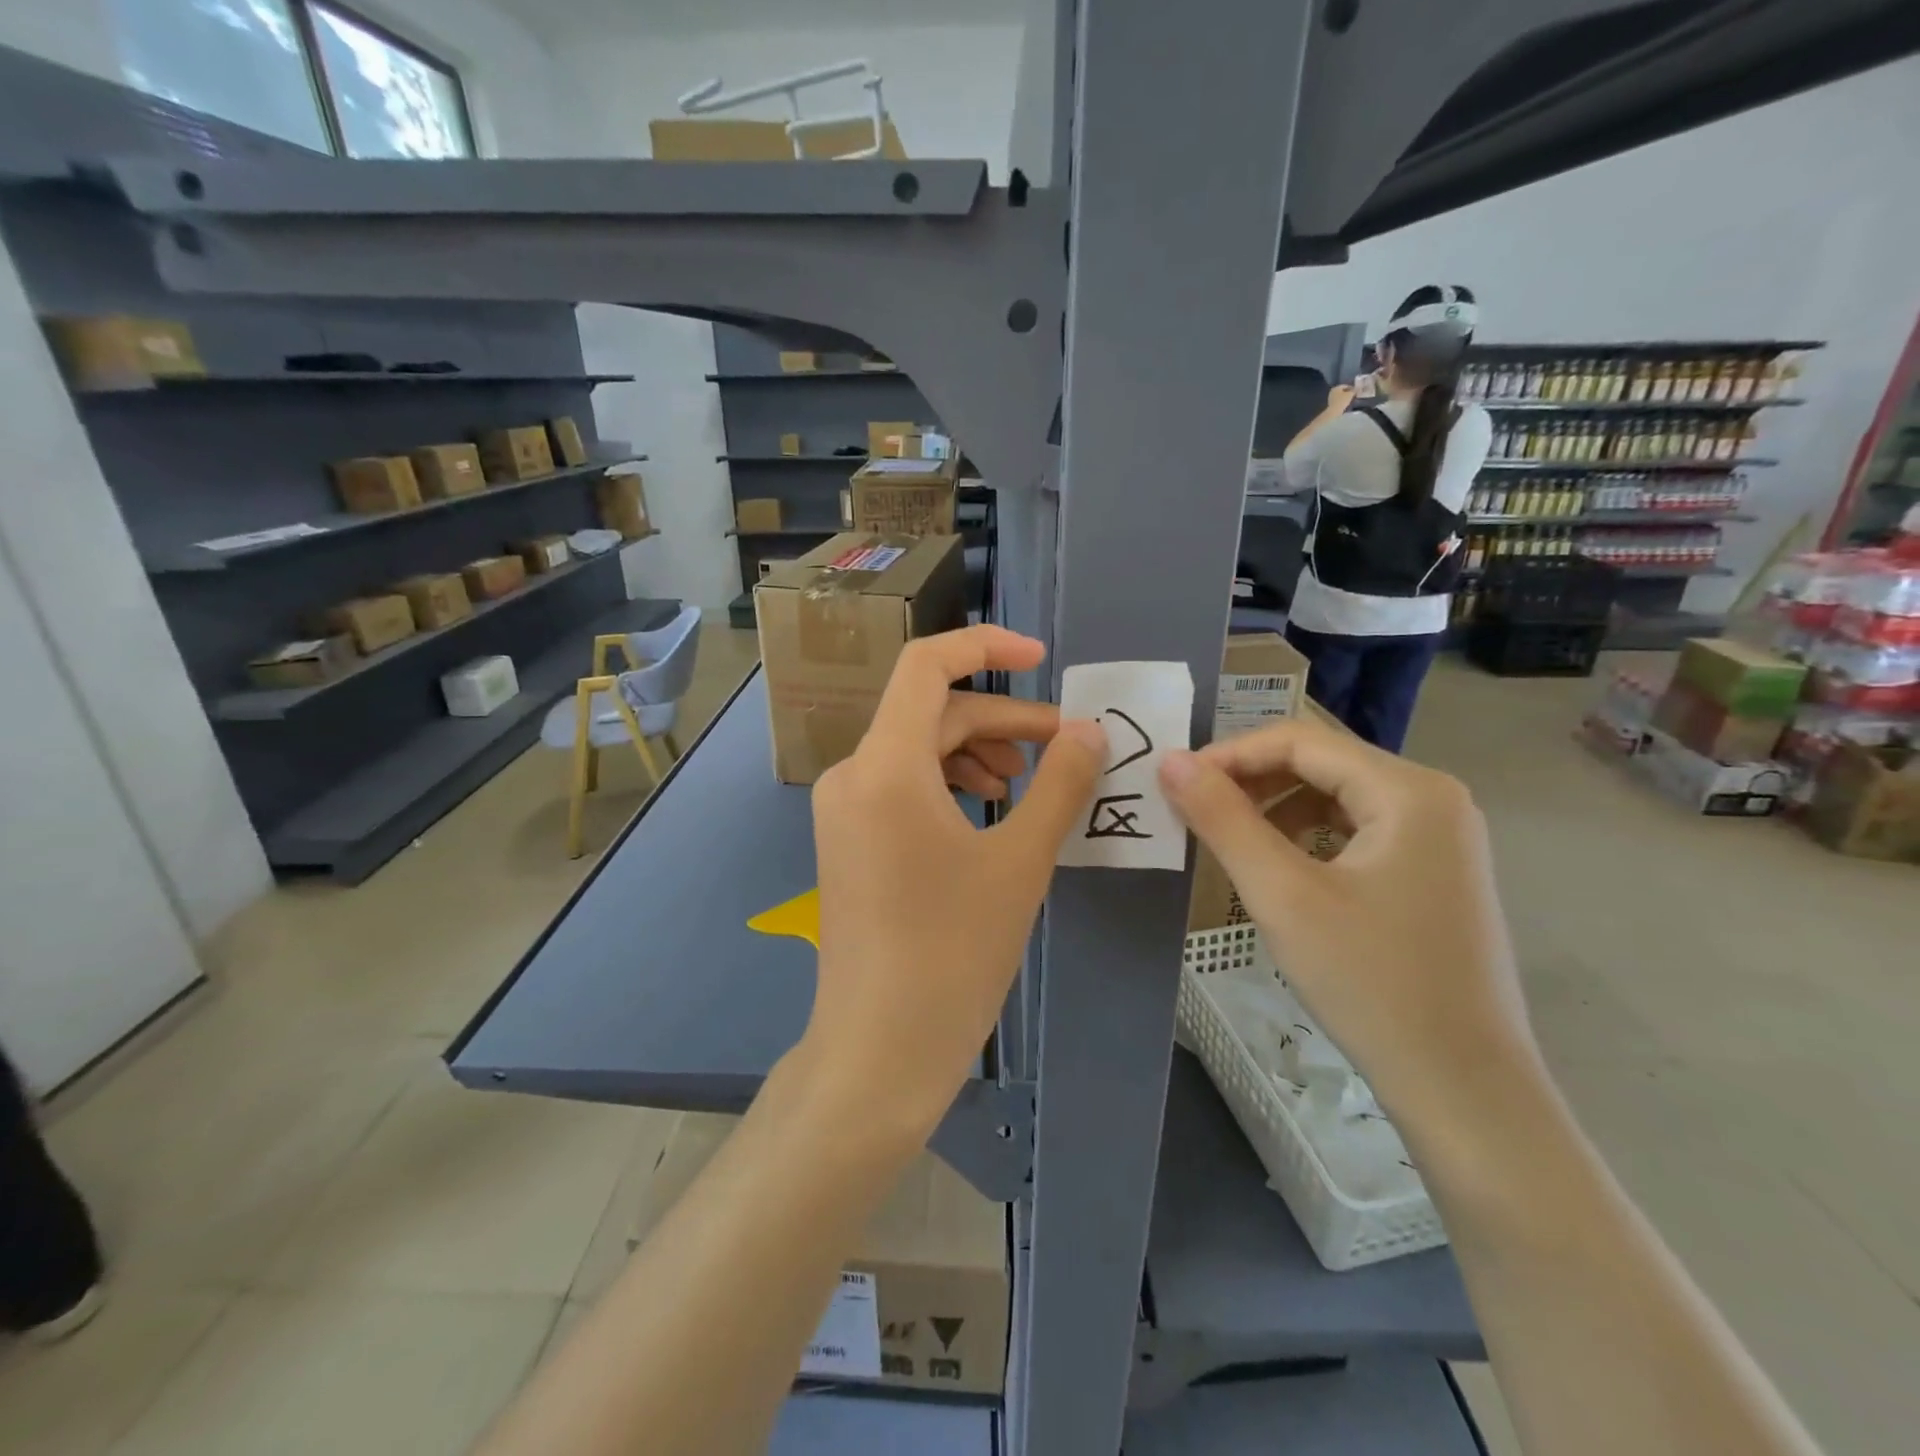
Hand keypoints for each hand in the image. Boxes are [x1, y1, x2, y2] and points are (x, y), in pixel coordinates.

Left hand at [801, 626, 1105, 1136]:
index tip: (1041, 658)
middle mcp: (853, 775)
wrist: (879, 1051)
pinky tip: (988, 815)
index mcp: (885, 765)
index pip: (926, 666)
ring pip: (918, 751)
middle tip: (1063, 748)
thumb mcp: (1020, 861)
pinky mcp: (848, 842)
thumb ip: (1060, 784)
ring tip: (1026, 785)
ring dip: (977, 752)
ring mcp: (844, 811)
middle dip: (1001, 720)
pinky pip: (902, 787)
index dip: (985, 646)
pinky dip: (950, 785)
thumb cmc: (954, 953)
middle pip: (931, 713)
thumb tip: (1090, 732)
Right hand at [1159, 720, 1541, 1132]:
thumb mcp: (1283, 895)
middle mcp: (1433, 798)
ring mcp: (1440, 836)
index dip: (1229, 754)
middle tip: (1192, 811)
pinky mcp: (1434, 871)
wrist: (1465, 1089)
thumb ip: (1222, 819)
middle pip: (1321, 763)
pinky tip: (1279, 868)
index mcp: (1409, 790)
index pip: (1300, 741)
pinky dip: (1307, 836)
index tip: (1175, 783)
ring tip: (1227, 839)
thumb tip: (1171, 760)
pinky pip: (1356, 830)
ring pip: (1336, 796)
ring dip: (1274, 808)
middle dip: (1250, 780)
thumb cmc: (1372, 983)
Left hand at [1325, 383, 1356, 412]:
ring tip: (1350, 398)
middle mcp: (1332, 391)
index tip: (1356, 390)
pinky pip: (1338, 399)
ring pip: (1340, 395)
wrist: (1334, 411)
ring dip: (1345, 396)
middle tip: (1353, 394)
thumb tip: (1357, 388)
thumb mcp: (1350, 394)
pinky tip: (1345, 402)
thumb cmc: (1342, 401)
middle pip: (1342, 390)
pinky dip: (1342, 400)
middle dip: (1348, 392)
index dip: (1351, 388)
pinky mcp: (1331, 403)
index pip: (1346, 386)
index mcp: (1336, 387)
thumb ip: (1354, 390)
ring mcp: (1330, 397)